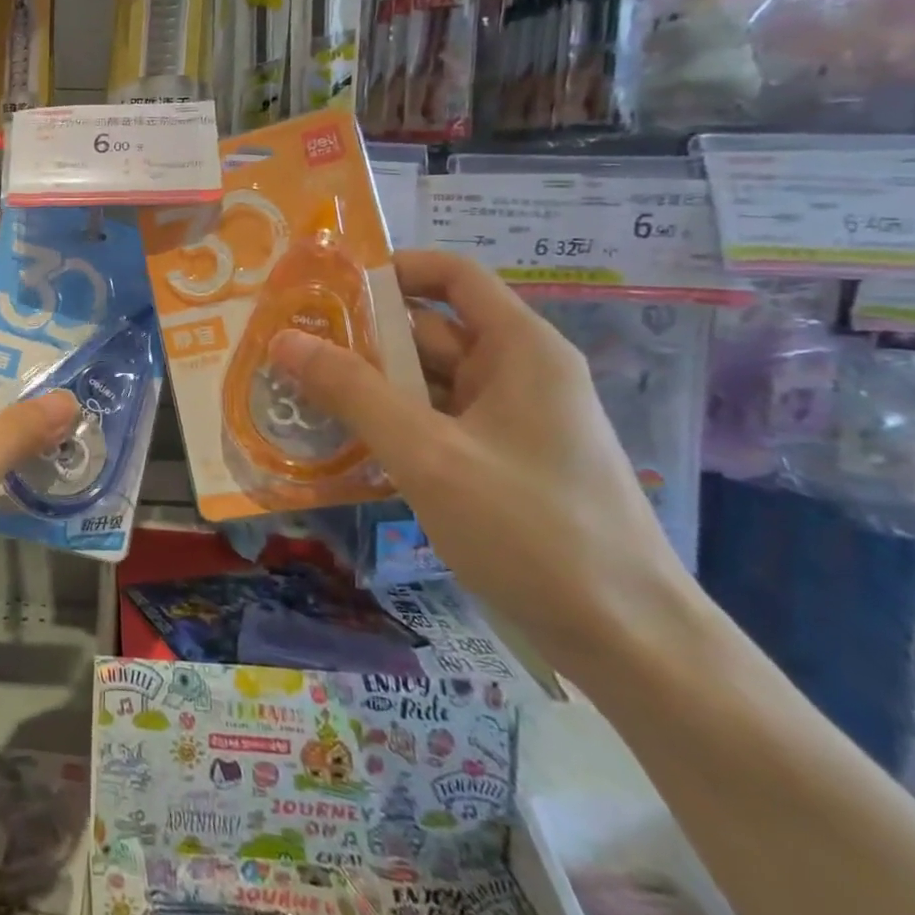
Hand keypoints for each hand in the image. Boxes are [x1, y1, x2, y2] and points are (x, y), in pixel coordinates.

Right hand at [269, 250, 696, 673]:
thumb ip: (352, 392)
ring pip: (426, 384)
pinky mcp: (500, 465)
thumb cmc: (532, 530)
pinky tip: (341, 443)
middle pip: (429, 331)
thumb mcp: (427, 454)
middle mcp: (516, 375)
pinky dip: (390, 426)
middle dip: (360, 337)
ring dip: (368, 387)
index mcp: (519, 349)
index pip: (451, 275)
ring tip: (296, 393)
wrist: (630, 644)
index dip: (391, 269)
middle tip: (287, 348)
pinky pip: (434, 425)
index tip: (324, 288)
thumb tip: (285, 339)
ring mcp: (509, 423)